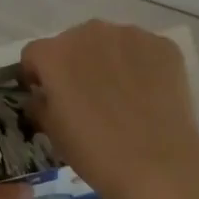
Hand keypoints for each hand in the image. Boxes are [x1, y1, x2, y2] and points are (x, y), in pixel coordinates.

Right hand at [20, 21, 198, 198]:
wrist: (158, 165)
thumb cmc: (95, 153)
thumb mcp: (53, 133)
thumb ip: (41, 104)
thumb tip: (43, 97)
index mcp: (55, 54)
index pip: (34, 55)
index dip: (37, 76)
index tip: (47, 97)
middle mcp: (91, 33)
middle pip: (73, 43)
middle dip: (74, 65)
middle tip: (86, 98)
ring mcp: (131, 35)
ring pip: (110, 43)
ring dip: (107, 62)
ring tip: (121, 97)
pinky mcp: (164, 46)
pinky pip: (143, 51)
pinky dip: (140, 67)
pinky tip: (148, 96)